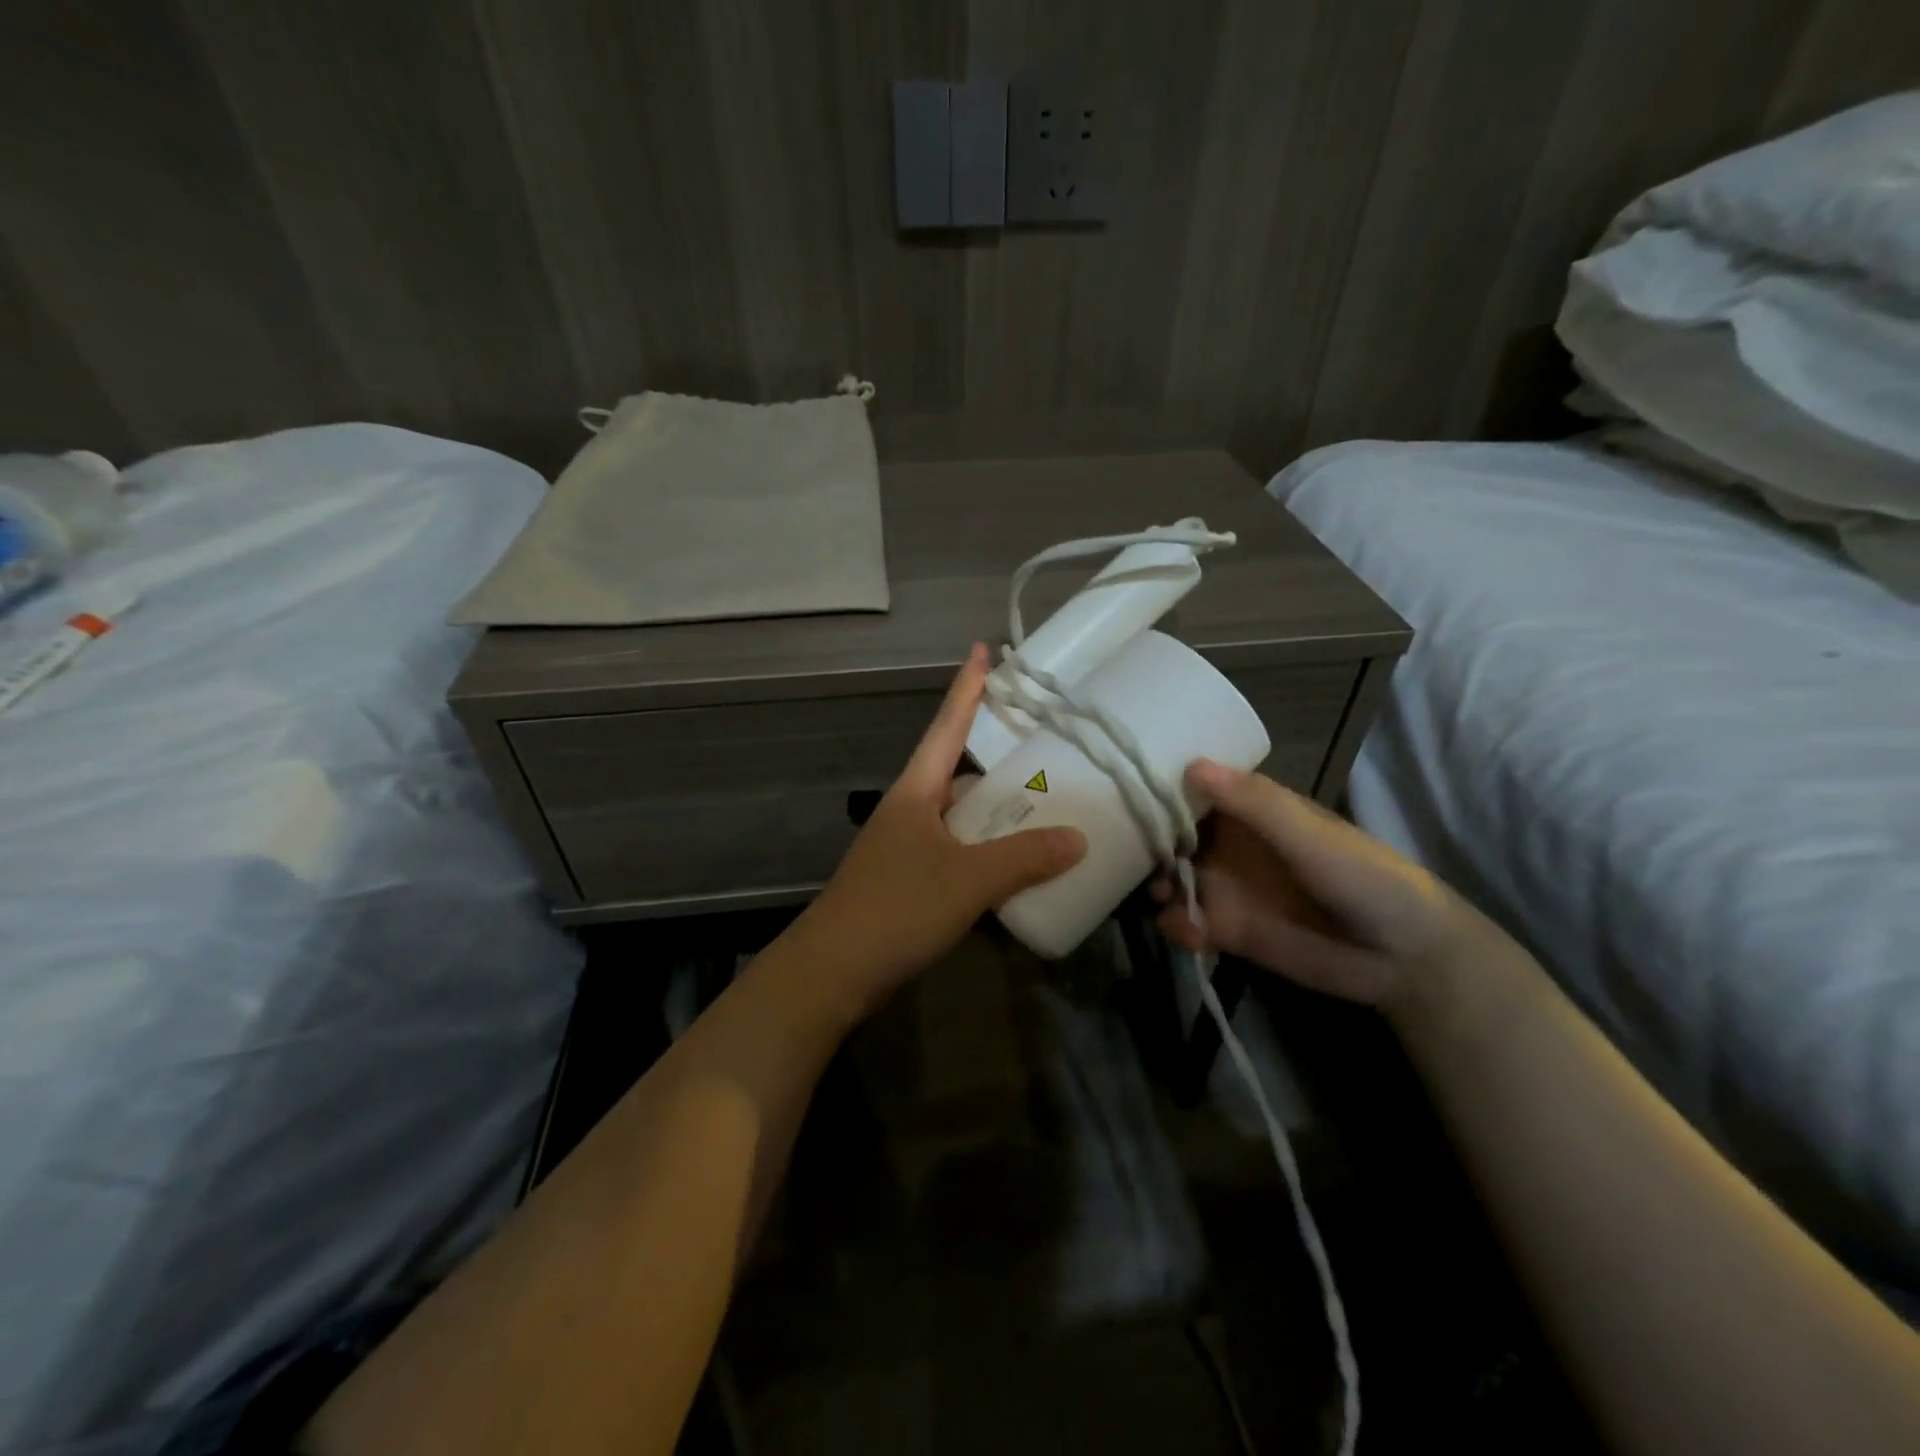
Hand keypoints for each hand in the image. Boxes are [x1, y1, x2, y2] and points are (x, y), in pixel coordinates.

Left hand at [791, 645, 1085, 1014]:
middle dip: (996, 758)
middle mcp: (911, 810)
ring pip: (961, 816)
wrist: (833, 972)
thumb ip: (1024, 858)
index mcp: (916, 792)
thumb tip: (1078, 838)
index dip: (967, 688)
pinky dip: (987, 852)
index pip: (946, 726)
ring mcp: (908, 847)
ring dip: (996, 812)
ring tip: (1046, 806)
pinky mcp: (910, 882)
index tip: (983, 650)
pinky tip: (1016, 865)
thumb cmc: (895, 909)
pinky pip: (958, 852)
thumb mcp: (967, 880)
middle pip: (957, 771)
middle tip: (1044, 745)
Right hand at [1154, 760, 1471, 1010]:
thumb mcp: (1309, 834)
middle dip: (1147, 842)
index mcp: (1248, 810)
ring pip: (1170, 878)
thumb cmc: (1362, 876)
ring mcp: (1224, 887)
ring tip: (1158, 895)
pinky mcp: (1226, 930)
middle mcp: (1228, 844)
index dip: (1159, 787)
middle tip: (1124, 851)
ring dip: (1155, 884)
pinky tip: (1188, 930)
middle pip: (1171, 834)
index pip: (1191, 790)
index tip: (1121, 786)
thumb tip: (1191, 765)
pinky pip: (1186, 923)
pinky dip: (1177, 925)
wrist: (1403, 956)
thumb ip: (1253, 803)